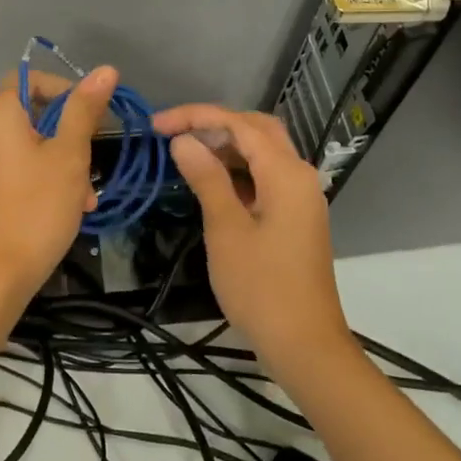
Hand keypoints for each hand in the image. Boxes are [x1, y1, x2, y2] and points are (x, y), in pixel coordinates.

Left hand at [0, 66, 117, 305]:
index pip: (30, 79)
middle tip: (94, 152)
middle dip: (71, 129)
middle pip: (34, 111)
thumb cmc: (38, 205)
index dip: (64, 88)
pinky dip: (49, 174)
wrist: (1, 272)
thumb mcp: (70, 154)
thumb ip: (85, 109)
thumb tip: (105, 69)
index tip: (91, 113)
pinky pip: (24, 165)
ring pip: (34, 142)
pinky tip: (75, 204)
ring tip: (88, 190)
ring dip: (66, 157)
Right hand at [152, 104, 352, 379]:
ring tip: (183, 153)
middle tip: (172, 133)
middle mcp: (298, 175)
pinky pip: (264, 176)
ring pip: (261, 152)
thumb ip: (206, 178)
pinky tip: (208, 180)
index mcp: (286, 173)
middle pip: (255, 130)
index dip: (195, 117)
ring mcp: (299, 196)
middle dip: (213, 124)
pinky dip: (236, 170)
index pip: (239, 124)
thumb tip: (183, 141)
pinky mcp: (294, 216)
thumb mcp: (226, 229)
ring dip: (224, 146)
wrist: (304, 344)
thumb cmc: (261, 287)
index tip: (156, 124)